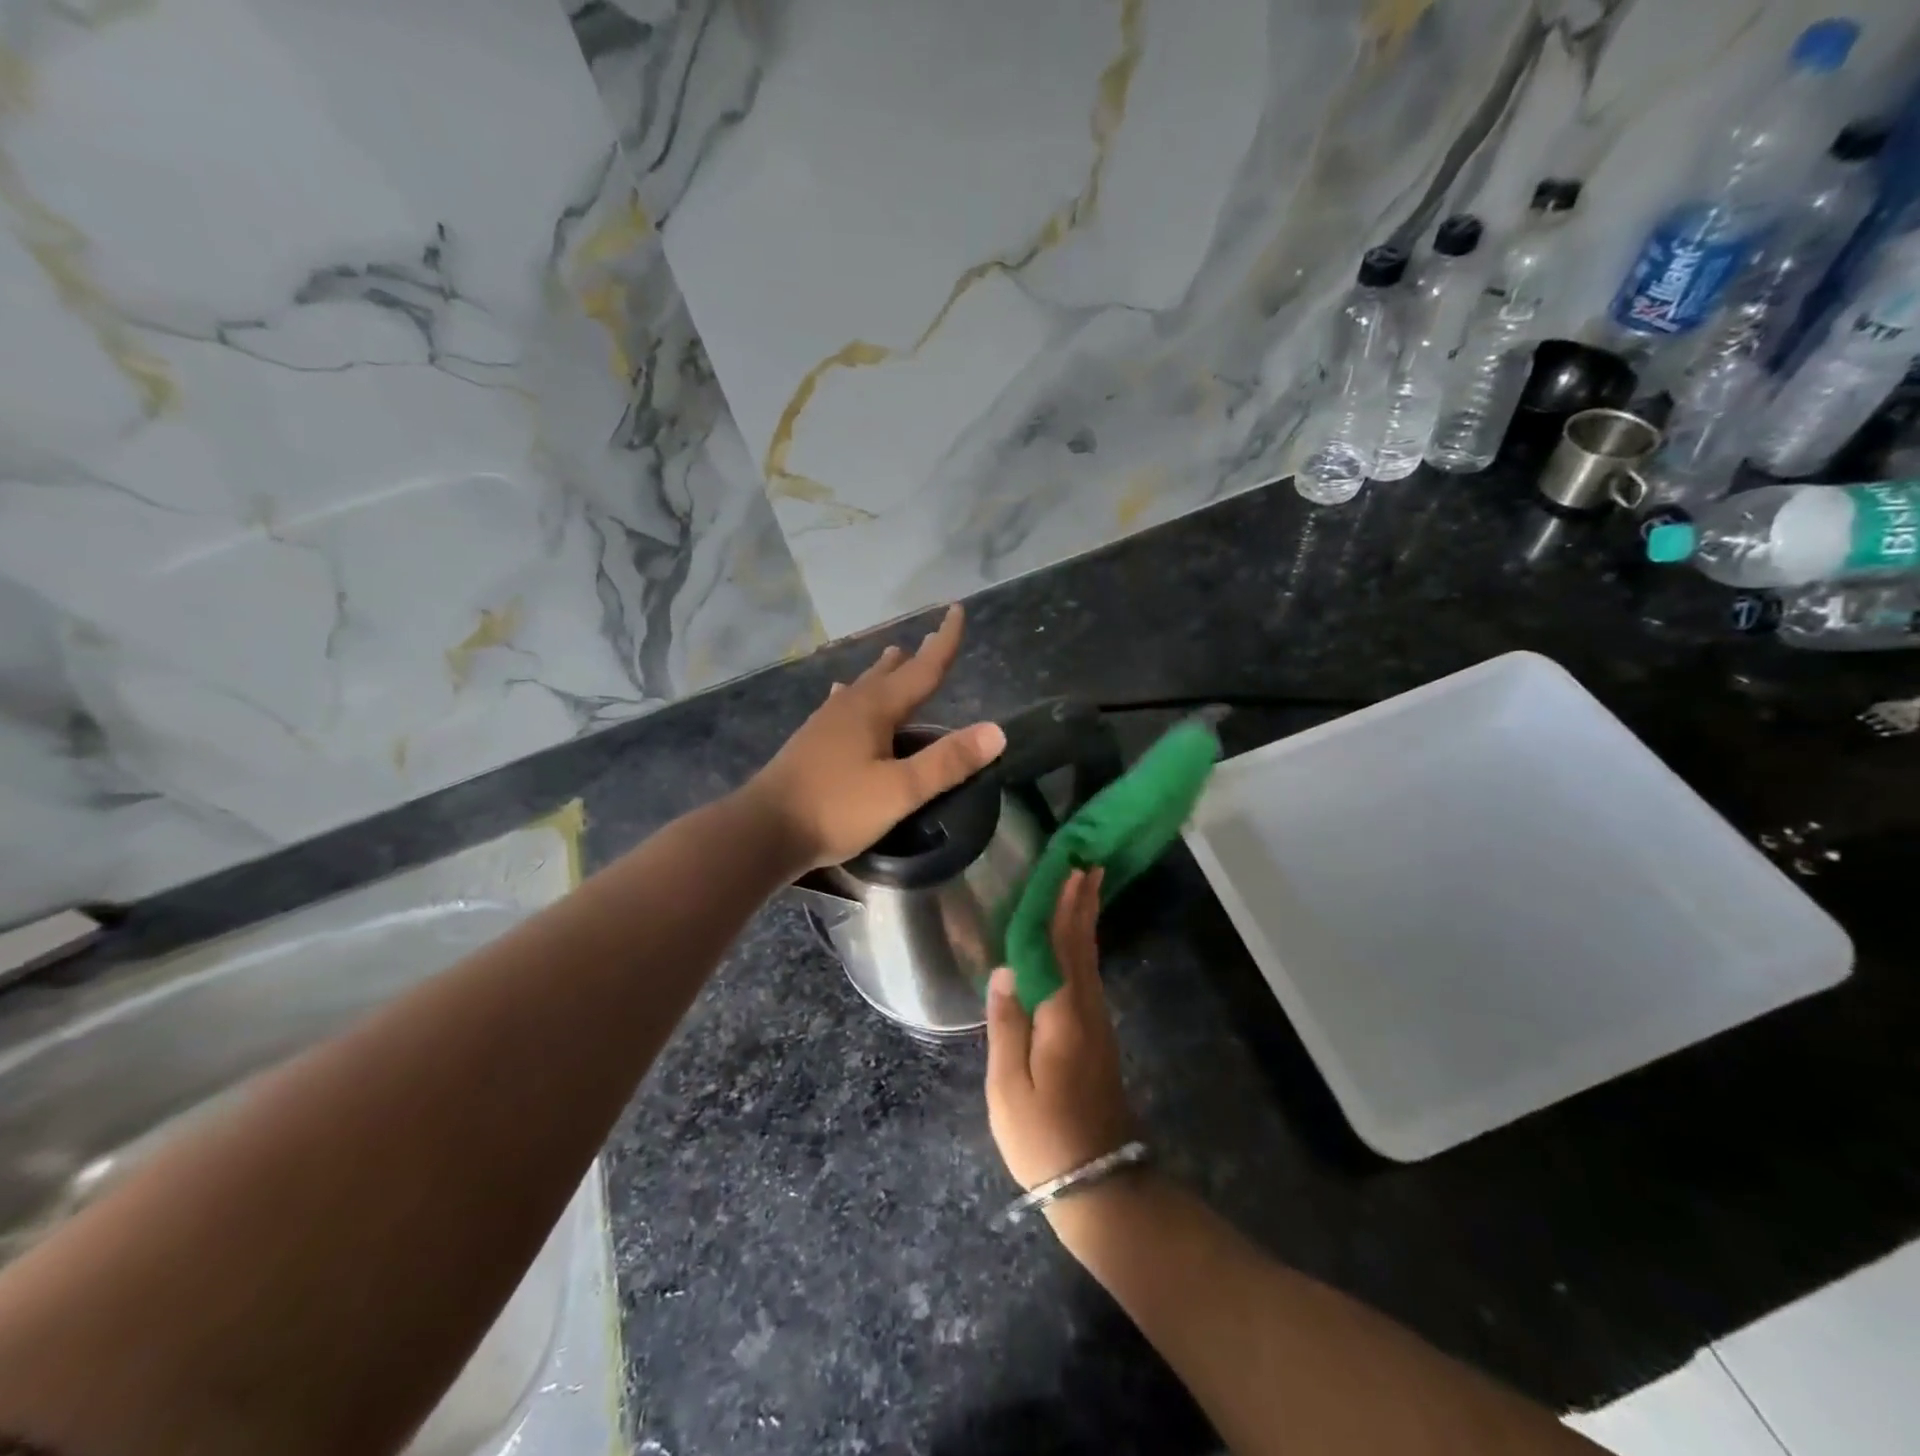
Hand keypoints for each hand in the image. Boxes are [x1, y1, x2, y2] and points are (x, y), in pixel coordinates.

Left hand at [744, 604, 1006, 870]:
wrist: (764, 829)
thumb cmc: (836, 808)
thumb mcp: (900, 790)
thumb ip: (946, 762)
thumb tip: (996, 731)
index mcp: (875, 709)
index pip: (921, 668)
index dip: (943, 641)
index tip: (956, 610)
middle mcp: (850, 705)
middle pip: (890, 673)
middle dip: (915, 656)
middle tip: (930, 636)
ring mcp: (826, 721)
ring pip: (863, 686)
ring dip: (883, 672)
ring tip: (894, 656)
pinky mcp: (811, 740)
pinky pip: (842, 704)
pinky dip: (855, 694)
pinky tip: (841, 696)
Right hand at [985, 868, 1139, 1192]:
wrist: (1099, 1184)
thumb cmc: (1044, 1136)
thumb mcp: (1009, 1086)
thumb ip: (1006, 1025)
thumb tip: (1005, 971)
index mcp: (1064, 1015)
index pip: (1062, 947)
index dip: (1065, 907)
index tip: (1072, 871)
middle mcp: (1087, 1011)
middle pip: (1084, 947)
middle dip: (1084, 905)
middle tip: (1088, 866)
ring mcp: (1097, 1026)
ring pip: (1090, 962)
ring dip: (1086, 923)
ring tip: (1084, 892)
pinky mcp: (1097, 1041)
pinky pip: (1088, 979)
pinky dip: (1083, 950)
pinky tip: (1077, 946)